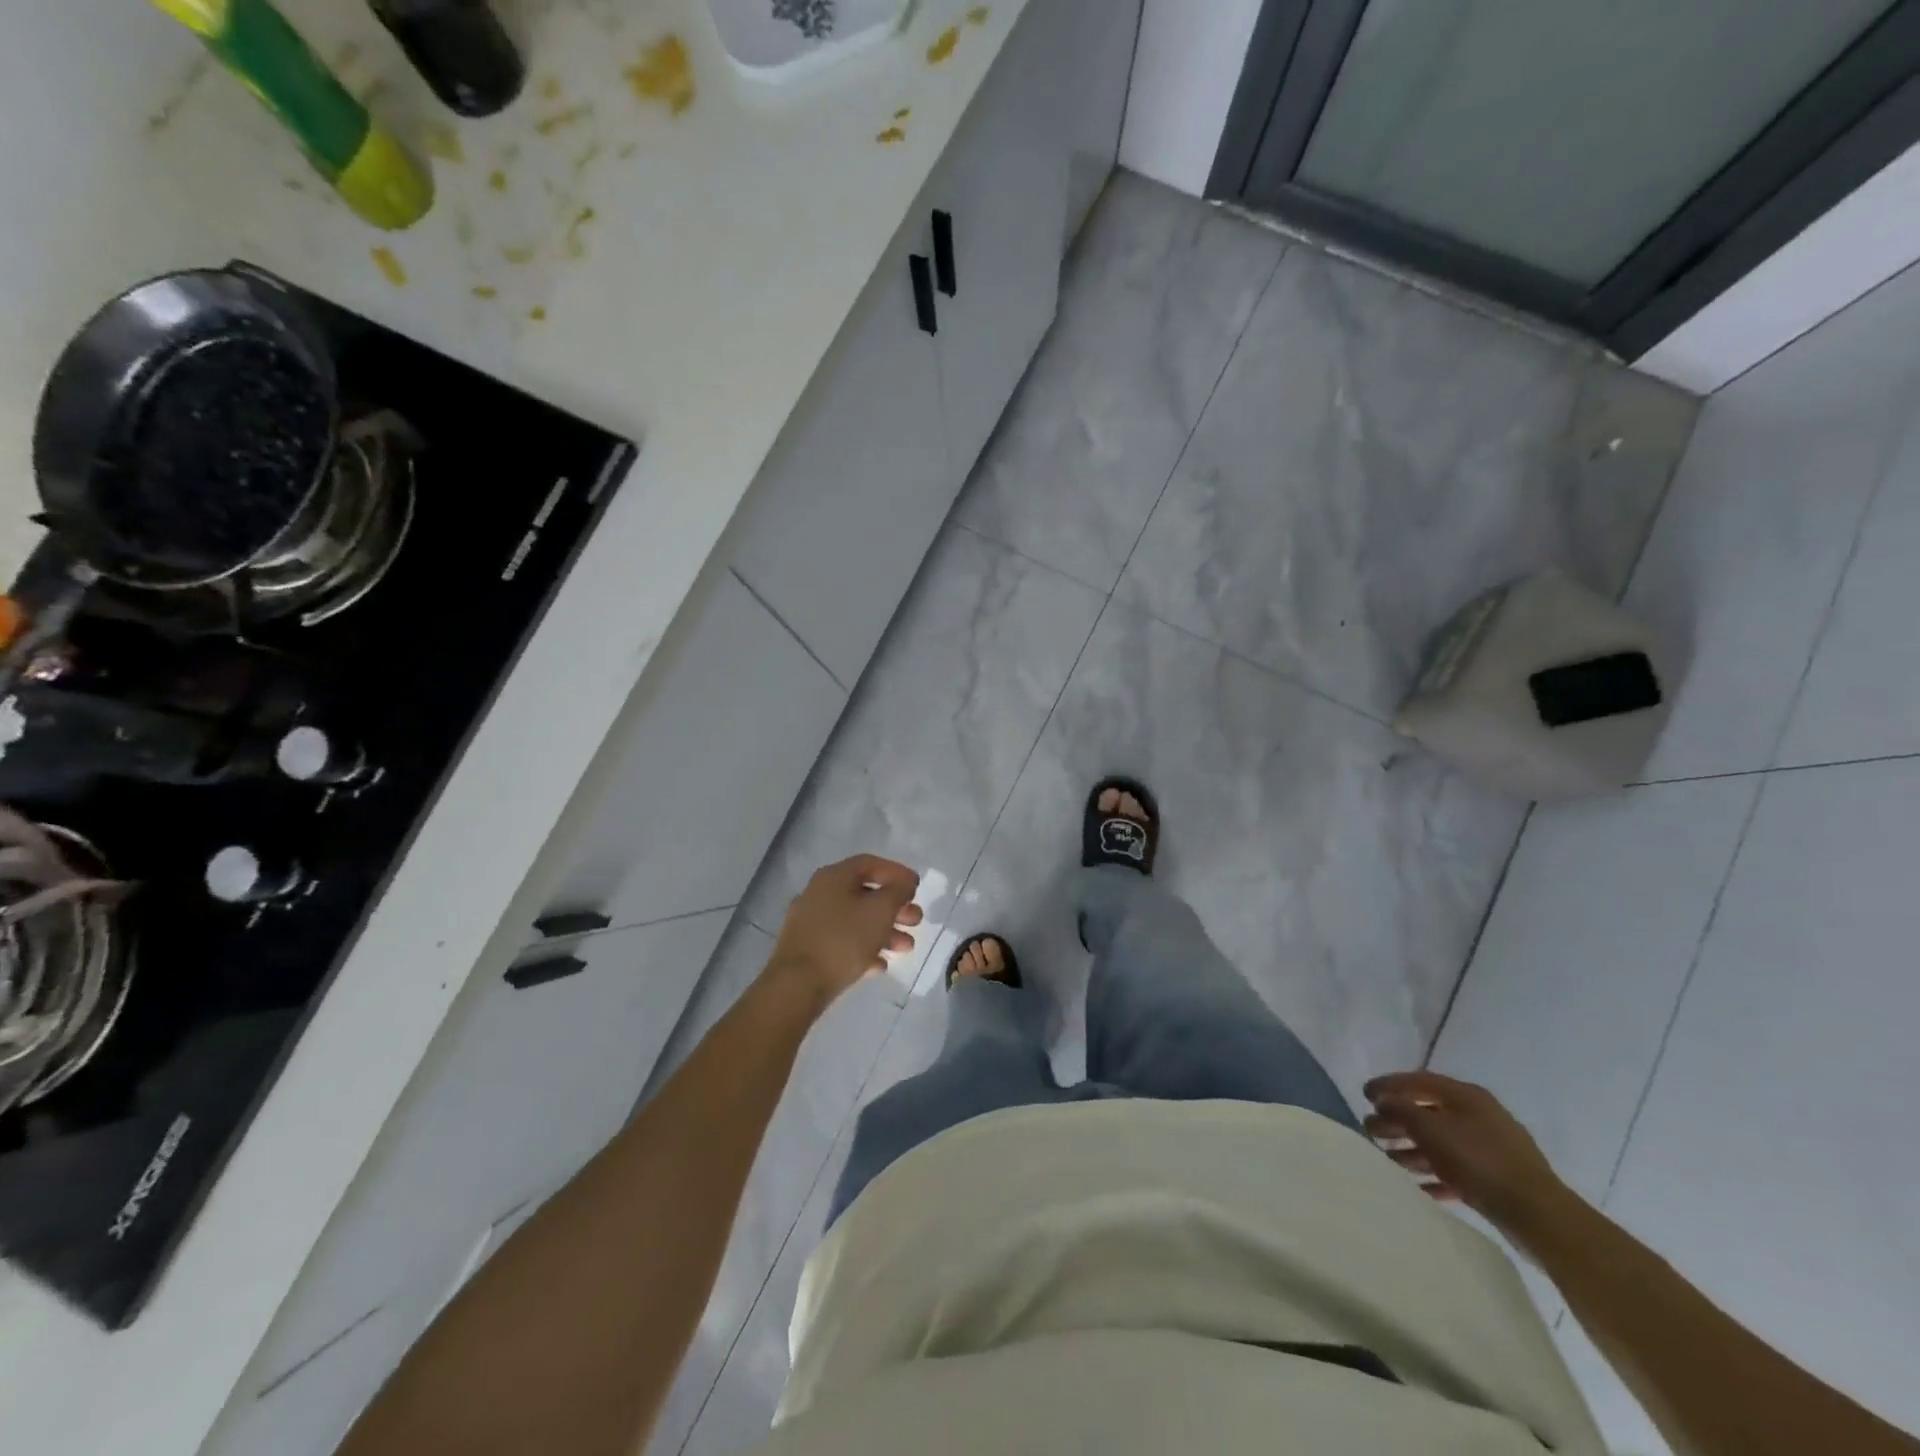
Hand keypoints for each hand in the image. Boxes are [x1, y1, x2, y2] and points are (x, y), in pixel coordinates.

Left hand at [767, 855, 922, 1006]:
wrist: (797, 984)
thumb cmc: (843, 939)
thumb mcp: (880, 910)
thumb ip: (897, 892)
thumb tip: (903, 884)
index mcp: (834, 877)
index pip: (870, 863)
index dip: (897, 872)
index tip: (917, 887)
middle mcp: (819, 894)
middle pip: (864, 894)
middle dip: (894, 907)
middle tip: (916, 920)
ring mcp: (810, 922)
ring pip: (855, 920)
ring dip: (884, 931)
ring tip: (906, 948)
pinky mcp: (808, 950)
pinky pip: (842, 943)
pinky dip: (864, 949)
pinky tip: (880, 966)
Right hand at [1364, 1070, 1572, 1237]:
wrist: (1539, 1216)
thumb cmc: (1479, 1161)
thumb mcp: (1431, 1129)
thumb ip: (1401, 1110)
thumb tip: (1383, 1101)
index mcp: (1466, 1096)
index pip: (1418, 1080)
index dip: (1389, 1085)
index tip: (1364, 1095)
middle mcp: (1479, 1116)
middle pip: (1428, 1112)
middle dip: (1397, 1121)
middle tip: (1371, 1131)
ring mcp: (1491, 1149)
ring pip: (1441, 1143)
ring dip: (1412, 1150)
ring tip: (1389, 1160)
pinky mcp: (1497, 1179)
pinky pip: (1457, 1170)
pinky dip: (1435, 1175)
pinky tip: (1419, 1186)